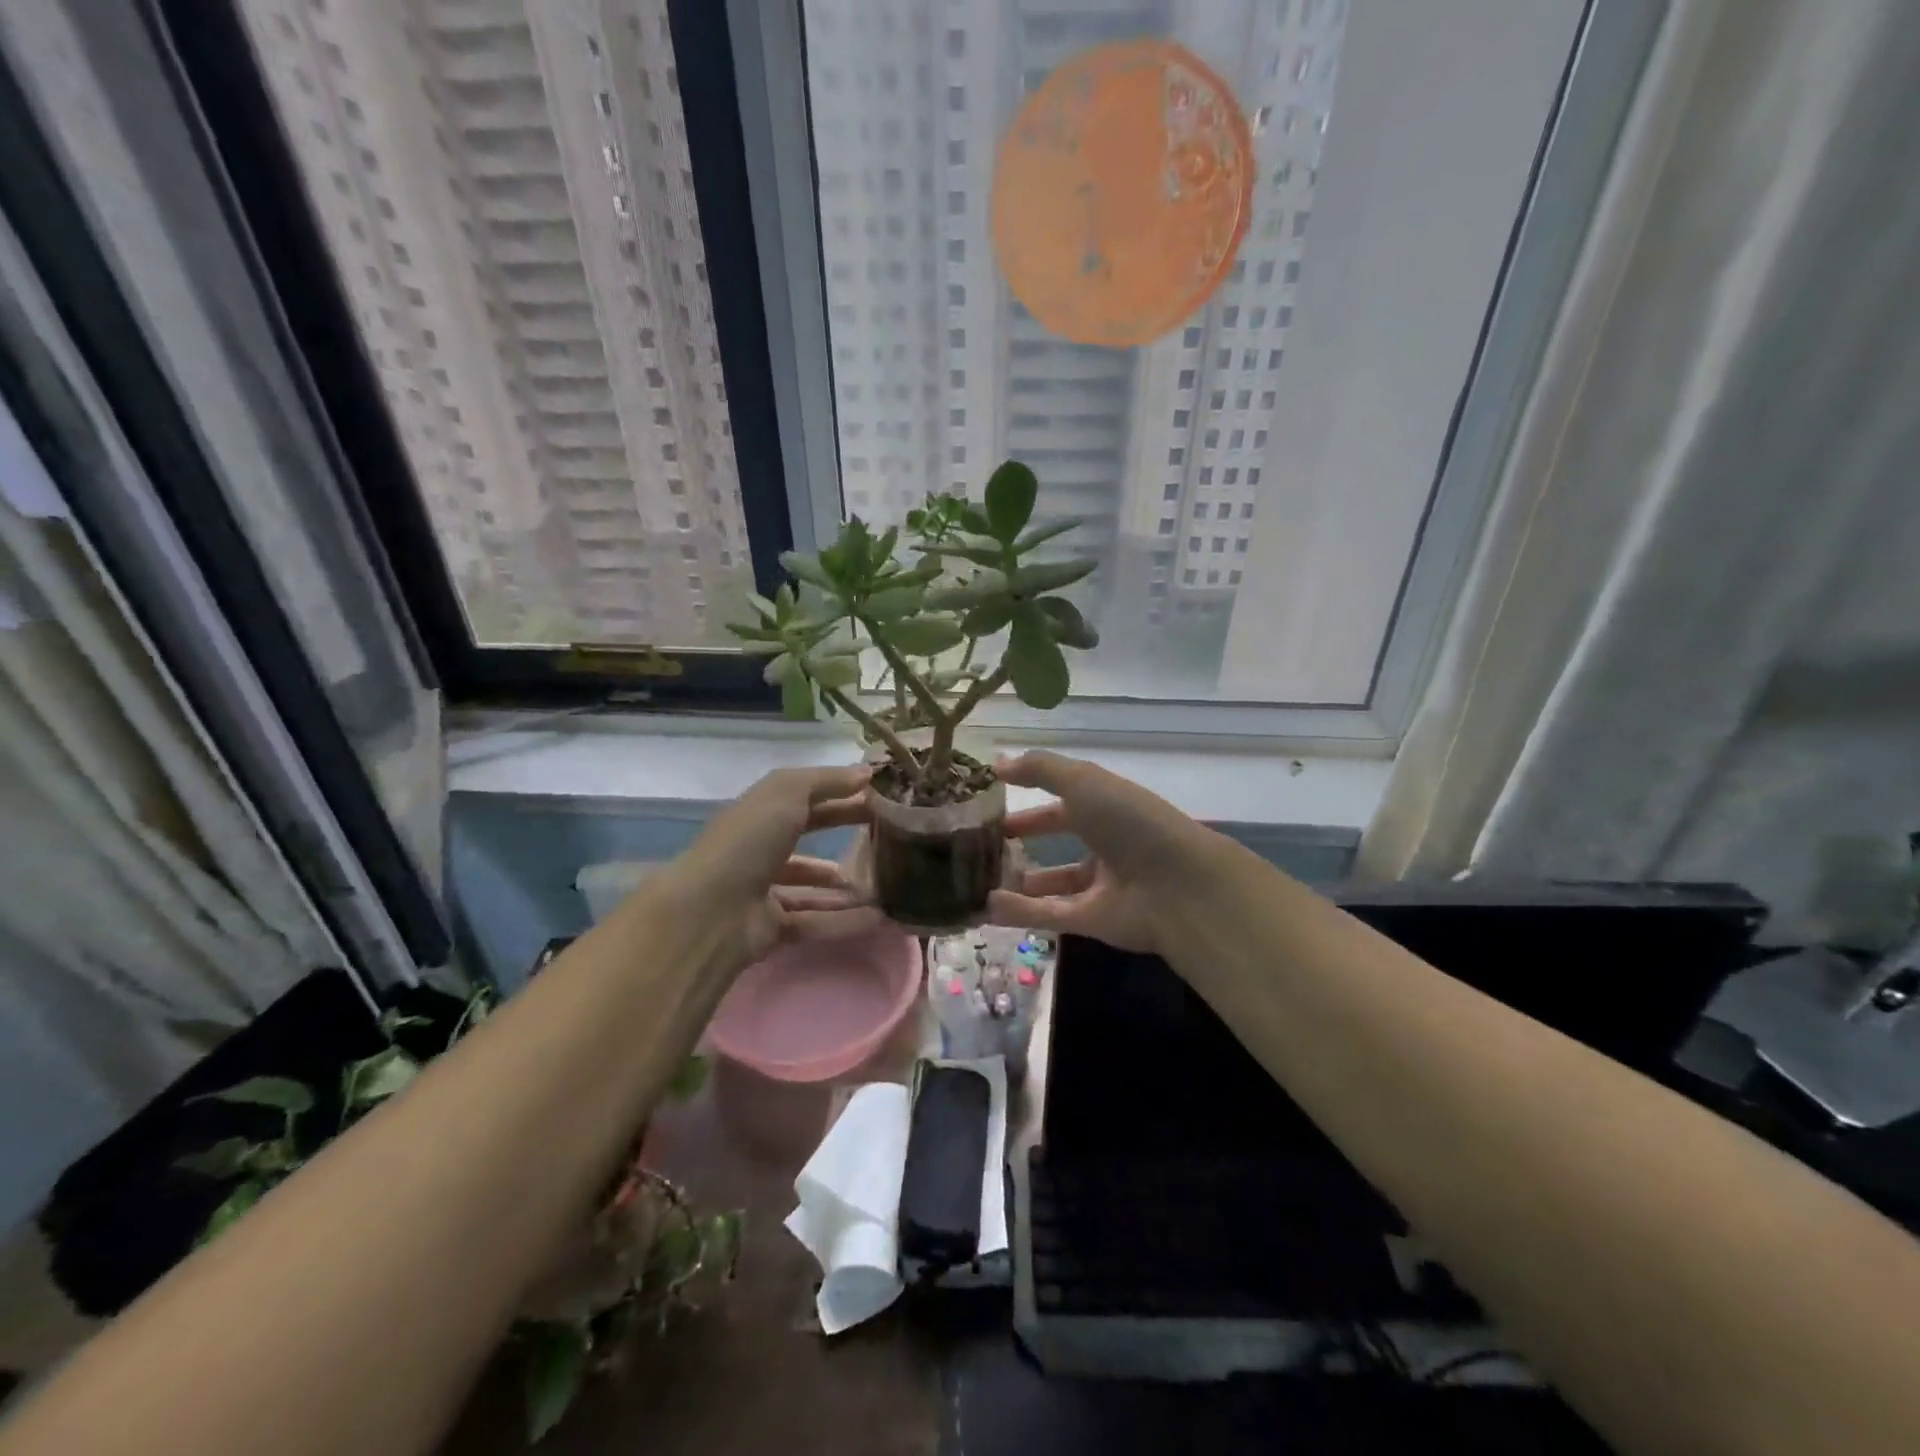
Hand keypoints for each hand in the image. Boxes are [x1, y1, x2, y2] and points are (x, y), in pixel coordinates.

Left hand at [669, 765, 882, 966]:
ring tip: (884, 882)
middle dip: (845, 833)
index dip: (841, 795)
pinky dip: (843, 921)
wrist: (711, 911)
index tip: (881, 797)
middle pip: (809, 836)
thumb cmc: (748, 841)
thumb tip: (867, 772)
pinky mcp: (771, 929)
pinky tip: (875, 919)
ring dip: (845, 884)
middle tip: (888, 835)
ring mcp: (763, 891)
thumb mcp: (787, 792)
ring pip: (811, 885)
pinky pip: (814, 922)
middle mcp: (759, 849)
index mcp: (759, 813)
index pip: (806, 799)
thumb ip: (827, 780)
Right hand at [987, 751, 1226, 955]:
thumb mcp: (1084, 782)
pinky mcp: (1093, 921)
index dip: (1031, 797)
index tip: (994, 800)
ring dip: (1018, 882)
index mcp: (1107, 807)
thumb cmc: (1131, 822)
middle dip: (1025, 839)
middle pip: (1059, 840)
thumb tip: (997, 764)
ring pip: (1052, 883)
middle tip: (983, 841)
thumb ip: (1040, 769)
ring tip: (978, 879)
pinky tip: (988, 906)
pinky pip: (1050, 914)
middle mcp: (1105, 844)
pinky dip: (1020, 911)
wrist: (1179, 886)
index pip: (1064, 800)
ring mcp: (1100, 885)